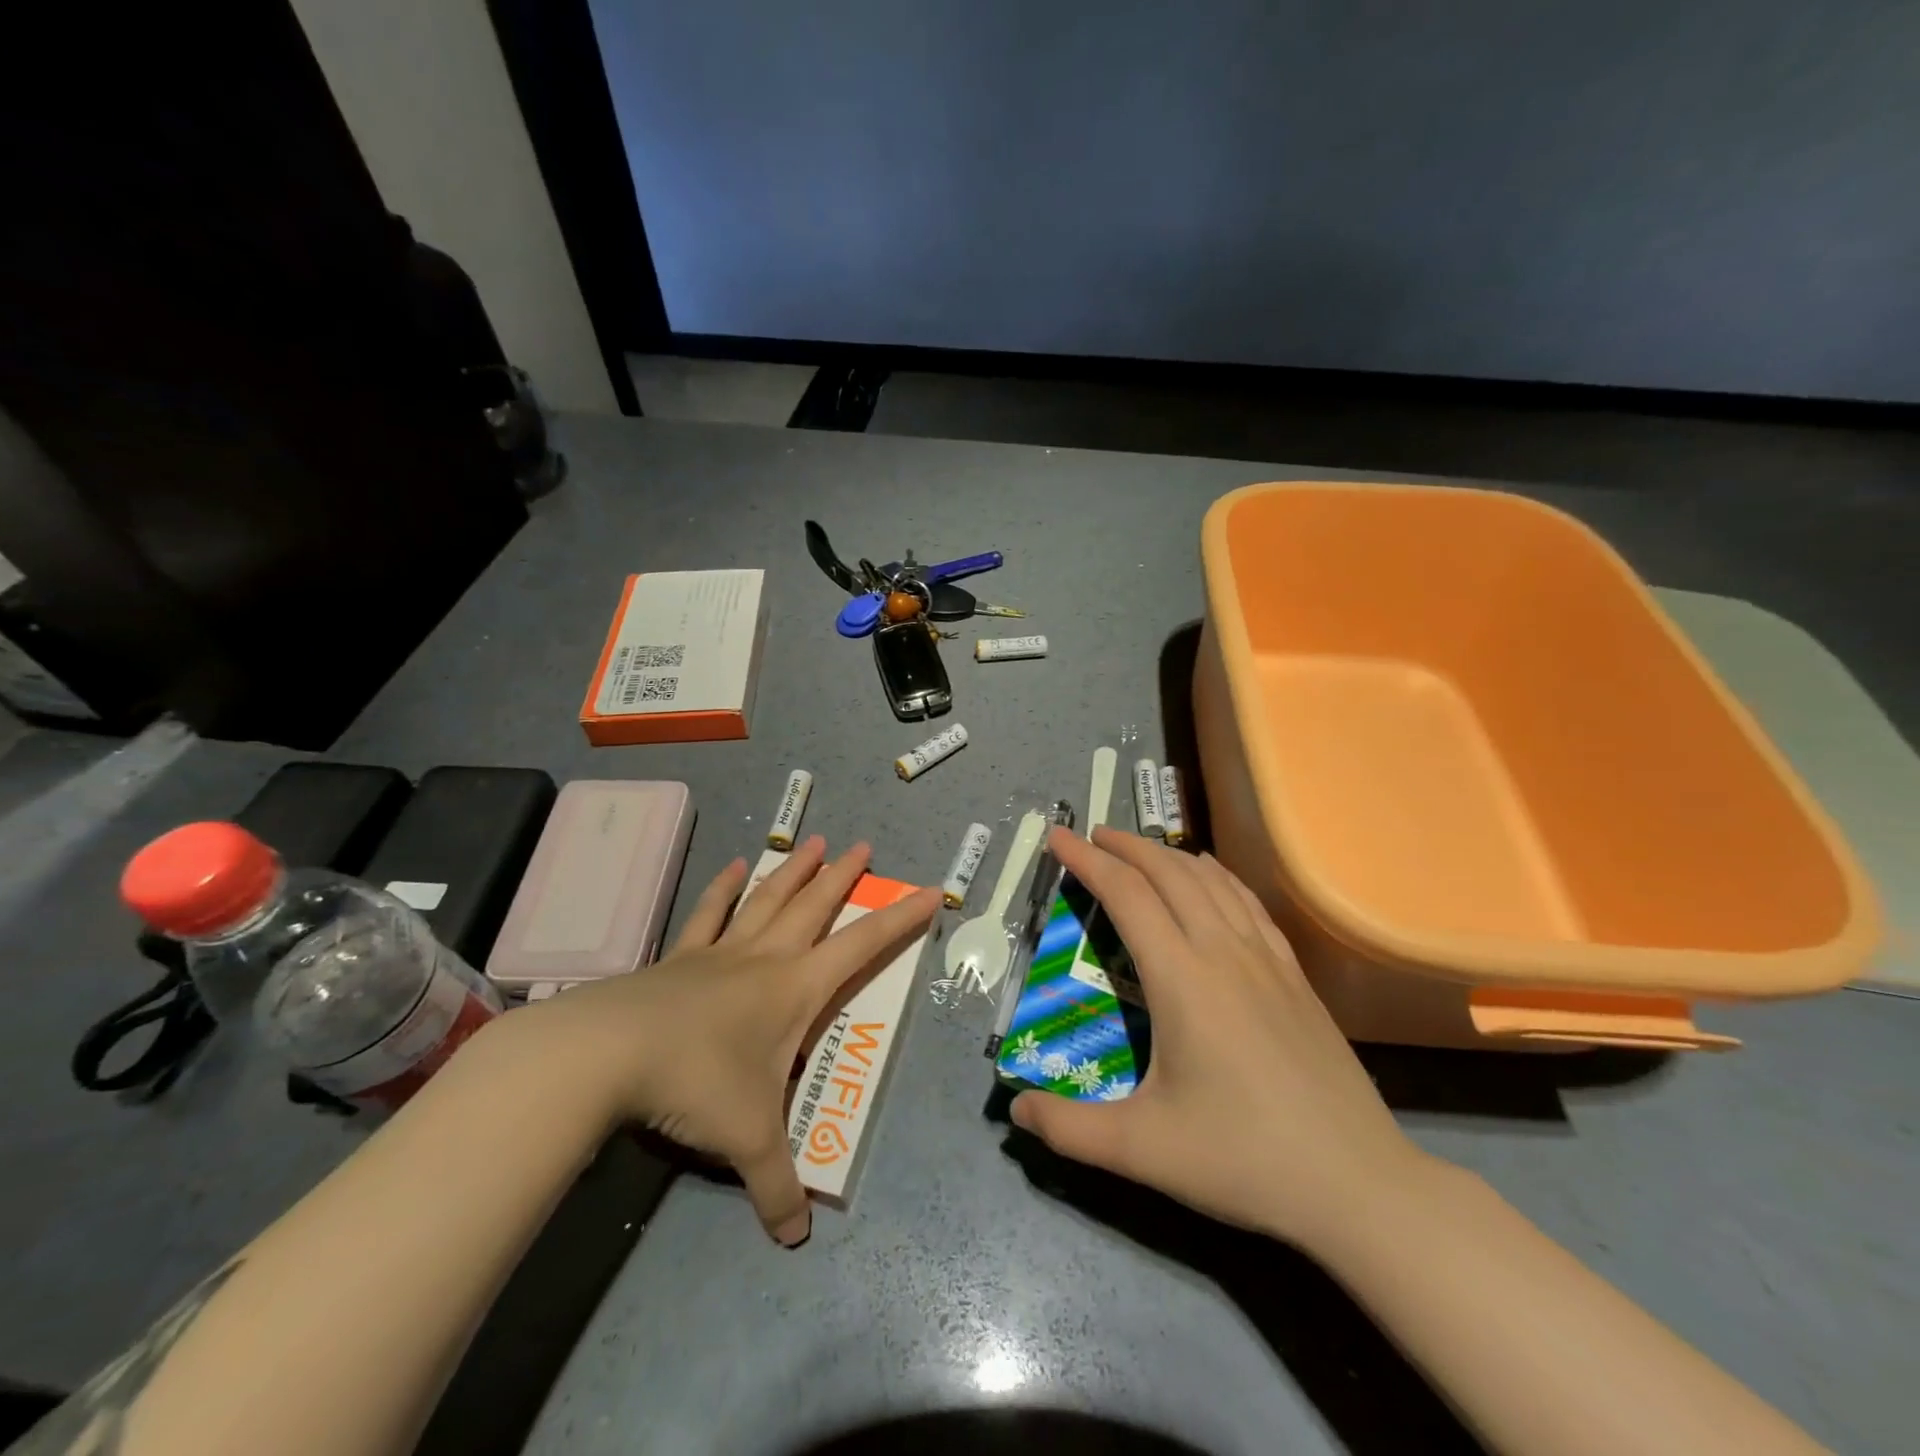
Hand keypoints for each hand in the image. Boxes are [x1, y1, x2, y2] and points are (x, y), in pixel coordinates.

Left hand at [514, 836, 938, 1245]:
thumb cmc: (697, 1083)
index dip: (900, 920)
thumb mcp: (748, 1140)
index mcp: (796, 988)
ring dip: (793, 870)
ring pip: (767, 899)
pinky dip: (723, 889)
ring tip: (813, 840)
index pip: (863, 946)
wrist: (609, 1053)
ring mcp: (720, 952)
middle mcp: (765, 959)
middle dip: (843, 877)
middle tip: (862, 845)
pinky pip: (707, 915)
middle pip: (814, 907)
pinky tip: (734, 866)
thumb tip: (794, 1241)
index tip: (930, 890)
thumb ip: (777, 1187)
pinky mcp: (679, 957)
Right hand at [1010, 826, 1431, 1252]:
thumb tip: (1017, 1110)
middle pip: (1169, 873)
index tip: (1059, 837)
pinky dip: (1218, 875)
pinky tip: (1210, 875)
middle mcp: (1223, 952)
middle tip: (1091, 835)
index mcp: (1182, 979)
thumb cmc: (1243, 1159)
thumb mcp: (1143, 1150)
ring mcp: (1266, 960)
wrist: (1358, 1184)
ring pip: (1211, 880)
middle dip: (1125, 846)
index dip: (1088, 861)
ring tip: (1139, 849)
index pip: (1126, 895)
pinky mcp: (1295, 976)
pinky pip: (1248, 903)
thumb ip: (1069, 1129)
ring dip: (1168, 854)